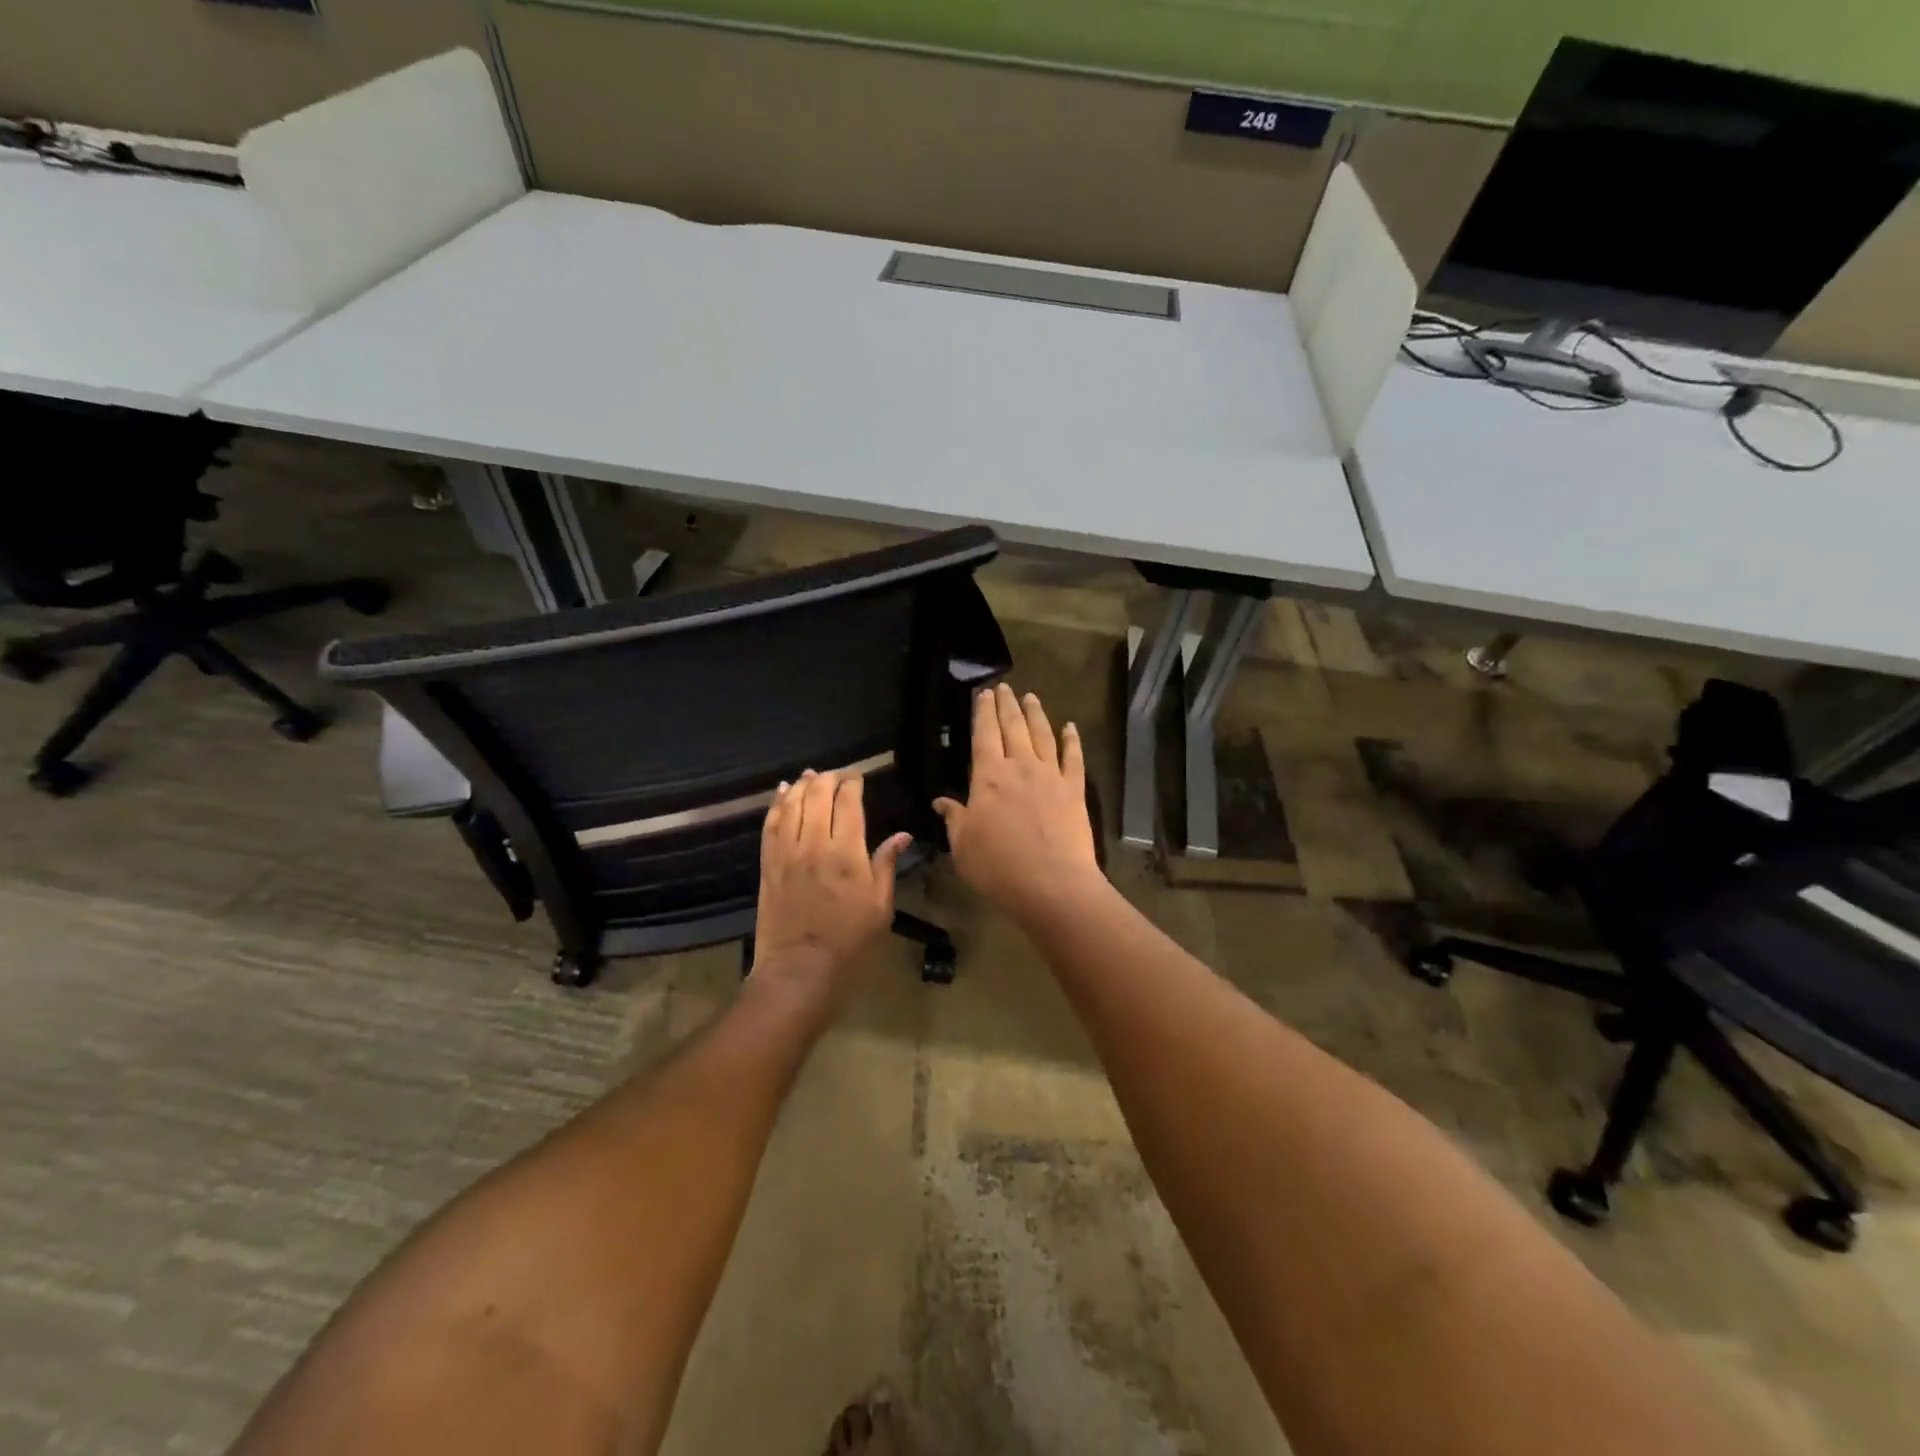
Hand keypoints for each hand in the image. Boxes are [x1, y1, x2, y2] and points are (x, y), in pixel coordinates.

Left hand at [753, 769, 910, 1013]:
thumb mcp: (880, 907)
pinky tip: (782, 794)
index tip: (858, 777)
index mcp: (846, 854)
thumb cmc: (849, 943)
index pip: (847, 803)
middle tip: (838, 775)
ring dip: (801, 786)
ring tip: (810, 775)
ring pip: (791, 805)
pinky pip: (770, 826)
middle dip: (828, 779)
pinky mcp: (768, 865)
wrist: (799, 972)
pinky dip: (776, 805)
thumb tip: (902, 835)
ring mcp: (786, 854)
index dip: (852, 784)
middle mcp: (813, 845)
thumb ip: (886, 865)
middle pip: (817, 796)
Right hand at [934, 684, 1102, 926]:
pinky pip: (1073, 757)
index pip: (983, 734)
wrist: (1052, 884)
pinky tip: (1070, 727)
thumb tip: (940, 801)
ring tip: (1030, 697)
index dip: (983, 712)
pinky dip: (1072, 740)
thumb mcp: (963, 846)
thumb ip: (954, 818)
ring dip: (1035, 713)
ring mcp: (1051, 775)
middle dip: (1006, 704)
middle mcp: (1020, 766)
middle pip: (1013, 727)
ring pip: (1042, 735)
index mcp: (988, 776)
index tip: (983, 693)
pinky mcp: (1074, 790)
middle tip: (1004, 687)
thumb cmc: (998, 867)